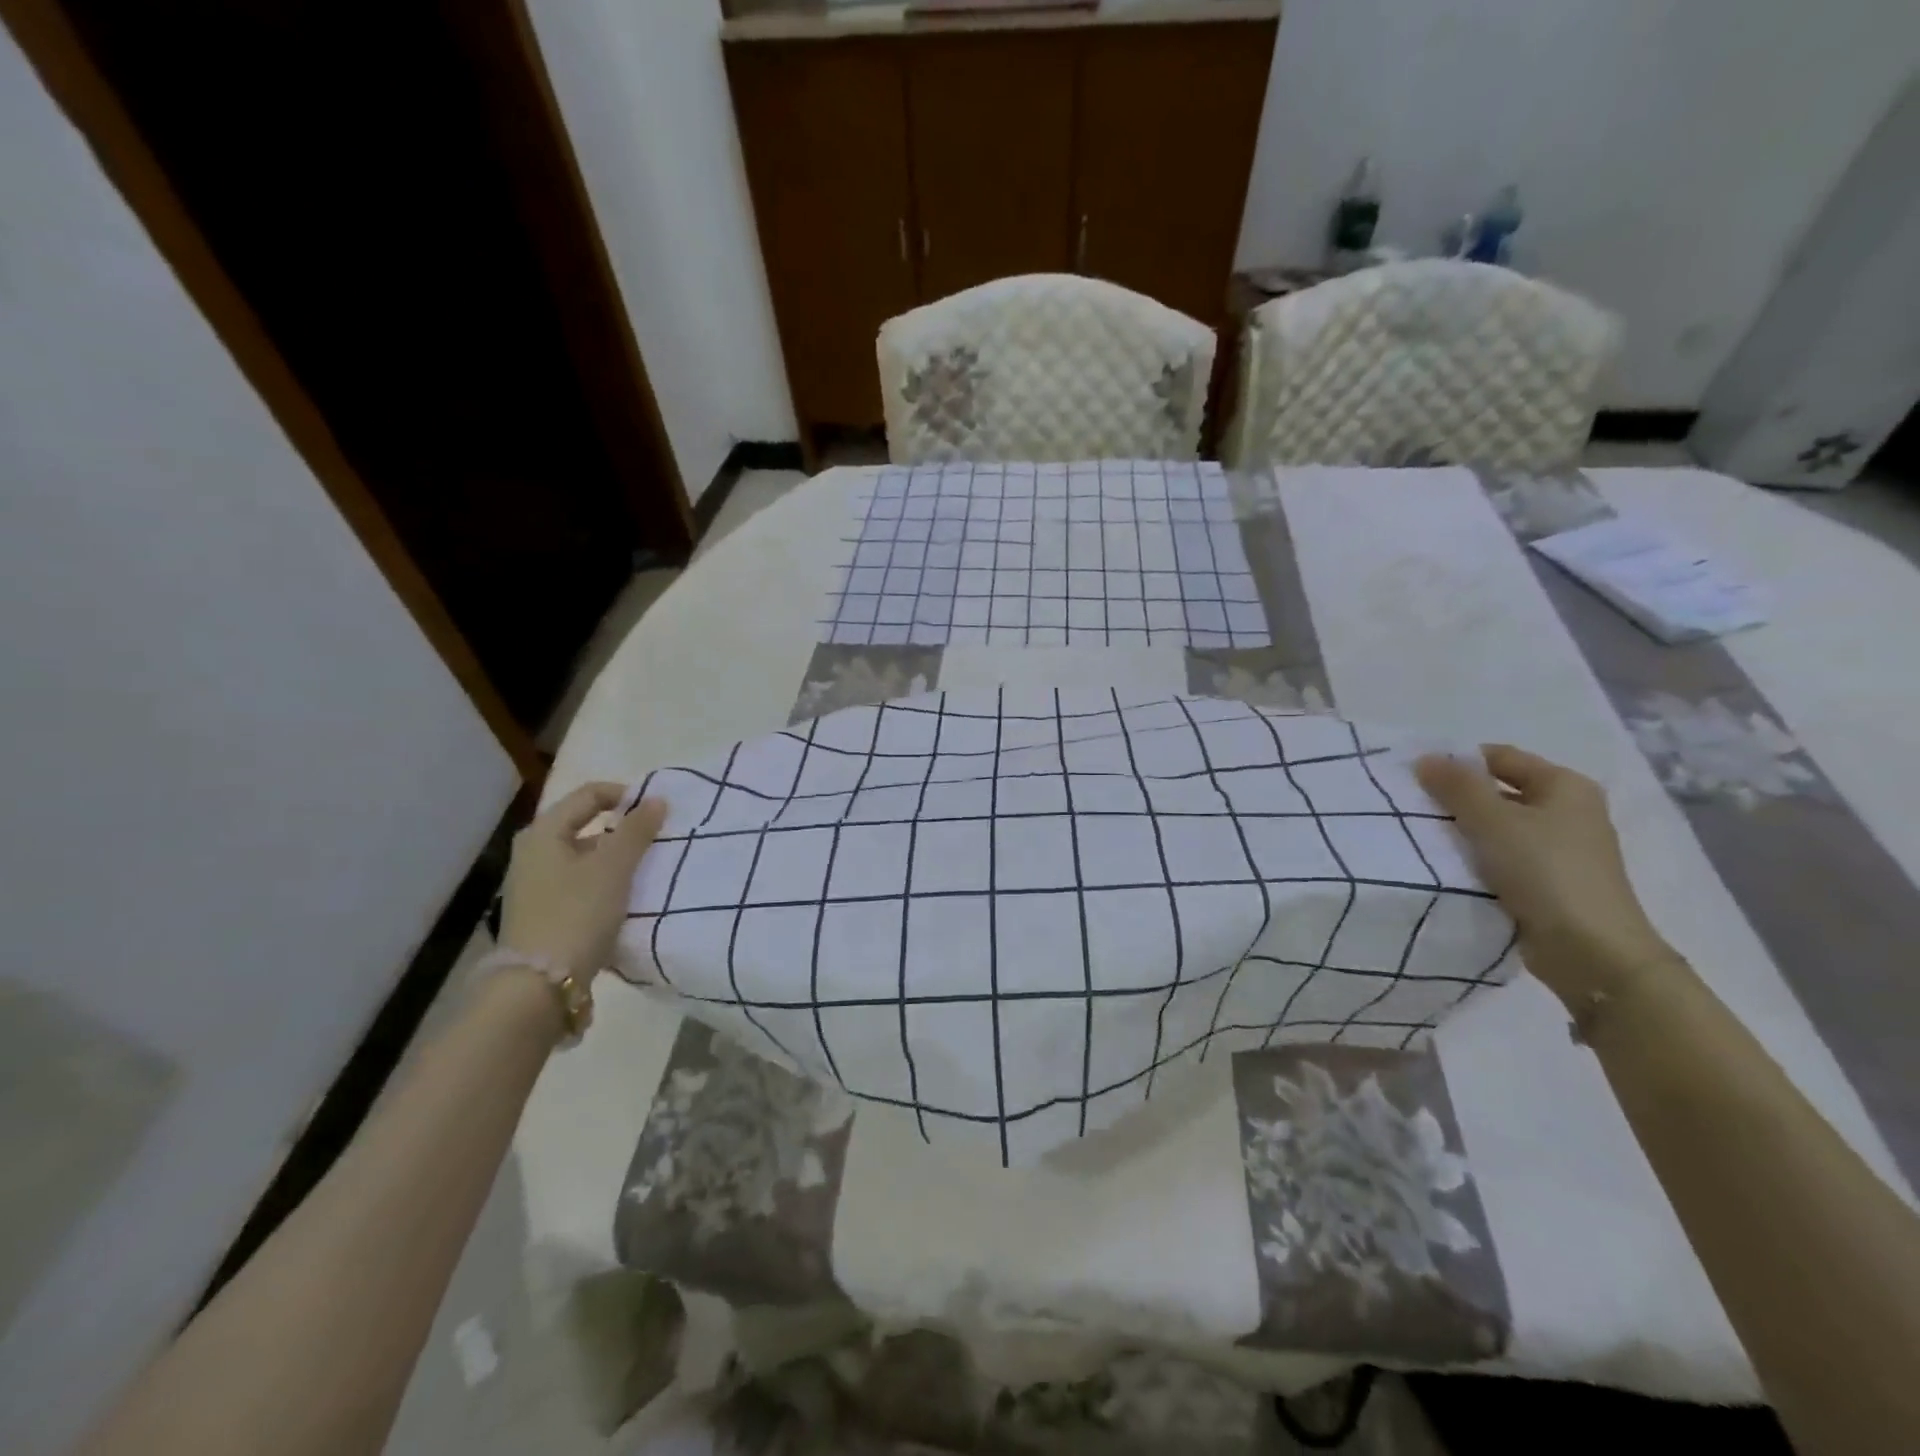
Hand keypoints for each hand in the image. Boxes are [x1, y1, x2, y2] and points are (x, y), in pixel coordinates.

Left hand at [497, 783, 666, 979]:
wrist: (539, 987)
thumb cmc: (576, 914)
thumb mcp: (613, 868)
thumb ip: (637, 830)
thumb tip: (656, 800)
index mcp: (543, 832)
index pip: (589, 794)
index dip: (626, 796)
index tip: (658, 812)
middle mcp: (533, 852)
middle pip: (586, 825)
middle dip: (624, 829)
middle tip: (658, 840)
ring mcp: (535, 885)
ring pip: (585, 857)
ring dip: (617, 858)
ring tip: (648, 870)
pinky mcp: (543, 913)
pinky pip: (581, 883)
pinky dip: (605, 883)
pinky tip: (626, 899)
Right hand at [1415, 745, 1677, 1006]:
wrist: (1590, 951)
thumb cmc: (1544, 871)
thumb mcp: (1493, 820)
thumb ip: (1457, 786)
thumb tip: (1425, 758)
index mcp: (1565, 786)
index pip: (1500, 757)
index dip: (1458, 762)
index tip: (1416, 778)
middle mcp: (1568, 811)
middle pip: (1498, 792)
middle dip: (1456, 798)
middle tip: (1412, 807)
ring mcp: (1561, 849)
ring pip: (1498, 827)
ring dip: (1463, 831)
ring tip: (1422, 837)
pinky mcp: (1549, 882)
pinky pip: (1503, 857)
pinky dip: (1476, 857)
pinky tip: (1447, 865)